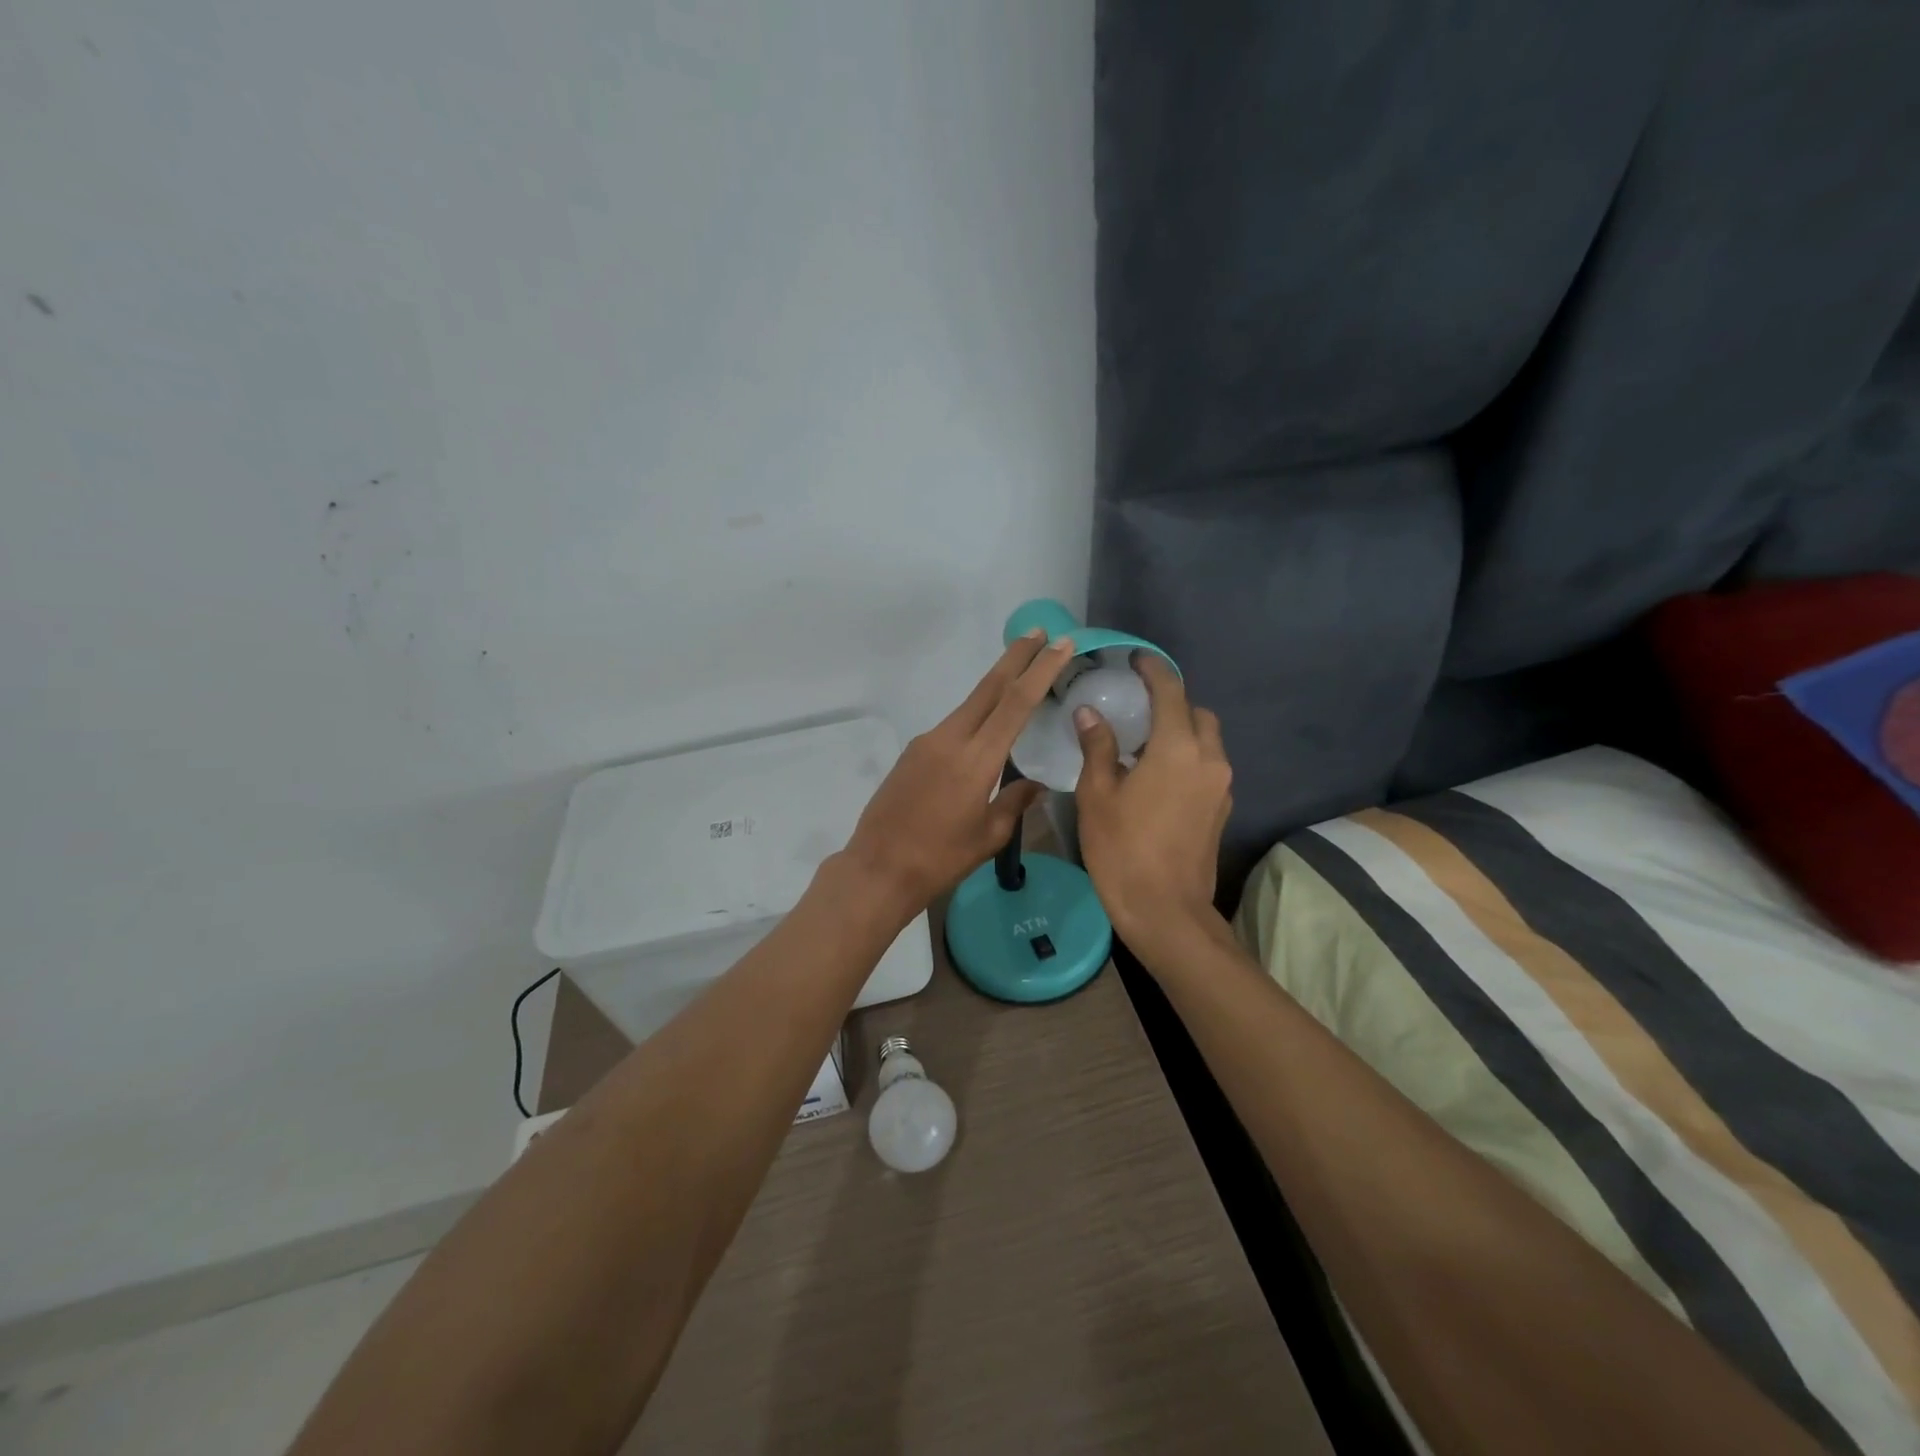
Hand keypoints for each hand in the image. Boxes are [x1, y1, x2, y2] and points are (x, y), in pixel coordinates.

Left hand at [841, 629, 1077, 918]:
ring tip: (1021, 675)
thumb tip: (1035, 784)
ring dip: (996, 686)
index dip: (1040, 670)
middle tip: (1041, 633)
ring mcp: (927, 742)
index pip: (1015, 703)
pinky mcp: (913, 752)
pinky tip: (986, 728)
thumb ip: (1015, 802)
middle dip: (1016, 657)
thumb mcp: (988, 836)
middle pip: (989, 688)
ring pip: (969, 705)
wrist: (878, 868)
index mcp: (976, 760)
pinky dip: (976, 715)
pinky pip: (953, 726)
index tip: (1060, 644)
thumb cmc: (940, 859)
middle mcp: (950, 739)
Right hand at [1073, 654, 1233, 961]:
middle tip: (1137, 709)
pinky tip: (1157, 777)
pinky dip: (1187, 759)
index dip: (1154, 670)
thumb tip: (1091, 713)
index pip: (1171, 692)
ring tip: (1143, 745)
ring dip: (1181, 733)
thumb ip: (1098, 747)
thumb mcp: (1098, 795)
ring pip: (1207, 741)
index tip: (1137, 660)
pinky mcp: (1222, 809)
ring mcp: (1221, 787)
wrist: (1165, 911)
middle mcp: (1209, 760)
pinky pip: (1207, 767)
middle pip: (1197, 714)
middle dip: (1172, 703)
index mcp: (1177, 749)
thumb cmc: (1122, 850)